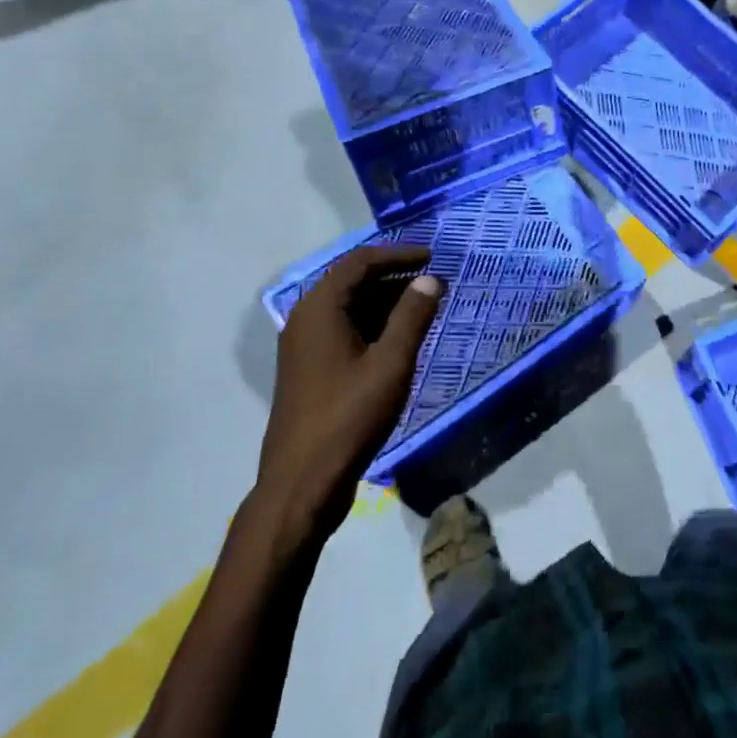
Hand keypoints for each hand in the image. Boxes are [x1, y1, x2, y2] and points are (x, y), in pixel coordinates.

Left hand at [261, 246, 442, 526]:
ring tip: (425, 307)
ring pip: (350, 307)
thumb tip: (430, 279)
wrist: (302, 483)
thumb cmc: (349, 417)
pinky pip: (345, 330)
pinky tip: (400, 338)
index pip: (360, 262)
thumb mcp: (390, 363)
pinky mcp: (310, 369)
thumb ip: (412, 316)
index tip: (434, 257)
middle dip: (395, 277)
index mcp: (319, 308)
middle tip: (434, 282)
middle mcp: (306, 319)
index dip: (399, 254)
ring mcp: (305, 346)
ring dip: (387, 302)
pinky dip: (374, 325)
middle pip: (353, 281)